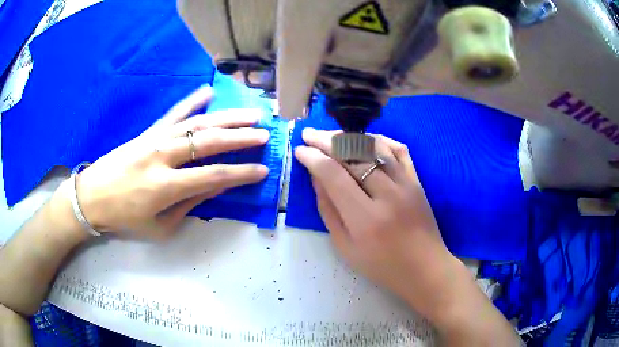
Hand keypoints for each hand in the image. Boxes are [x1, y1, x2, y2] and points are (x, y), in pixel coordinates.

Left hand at [76, 86, 269, 238]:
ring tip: (250, 114)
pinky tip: (209, 92)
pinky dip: (192, 101)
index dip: (241, 174)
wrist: (92, 197)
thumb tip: (214, 187)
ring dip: (226, 118)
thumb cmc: (124, 218)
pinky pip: (174, 114)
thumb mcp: (159, 226)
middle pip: (208, 142)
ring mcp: (154, 139)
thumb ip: (188, 205)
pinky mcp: (148, 132)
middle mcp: (162, 157)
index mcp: (165, 187)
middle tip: (265, 133)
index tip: (263, 170)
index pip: (213, 176)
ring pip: (196, 123)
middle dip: (240, 138)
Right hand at [295, 129, 463, 322]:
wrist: (424, 268)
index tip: (299, 150)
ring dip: (349, 137)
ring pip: (375, 147)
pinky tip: (363, 139)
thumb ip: (328, 210)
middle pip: (353, 155)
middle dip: (326, 141)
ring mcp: (406, 184)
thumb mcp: (345, 247)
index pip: (334, 175)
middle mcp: (387, 195)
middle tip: (309, 135)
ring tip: (331, 136)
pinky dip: (379, 139)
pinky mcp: (417, 180)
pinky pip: (398, 149)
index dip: (313, 158)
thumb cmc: (382, 266)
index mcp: (365, 218)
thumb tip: (316, 177)